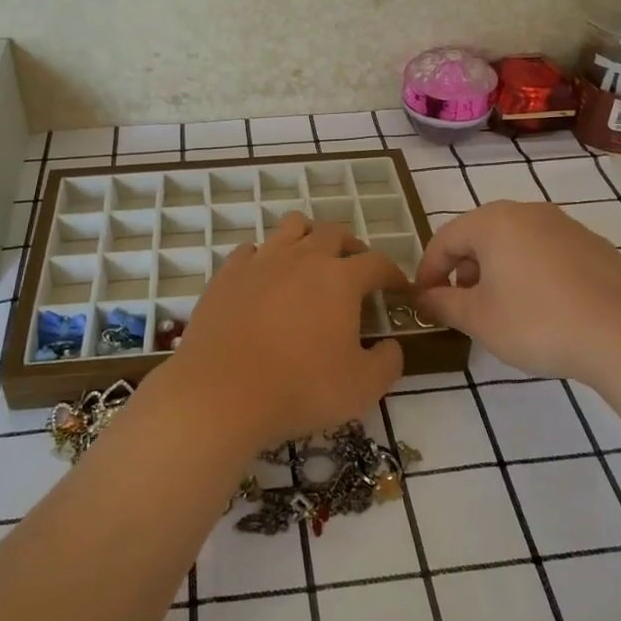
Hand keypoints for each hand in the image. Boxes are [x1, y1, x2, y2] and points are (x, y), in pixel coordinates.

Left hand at [159, 212, 409, 448]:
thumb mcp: (362, 387)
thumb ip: (388, 362)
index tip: (399, 289)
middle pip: (334, 233)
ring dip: (309, 238)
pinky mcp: (228, 273)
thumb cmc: (300, 388)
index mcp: (340, 279)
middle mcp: (302, 257)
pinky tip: (266, 279)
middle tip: (356, 270)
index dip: (393, 274)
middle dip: (352, 247)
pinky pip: (252, 250)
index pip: (378, 263)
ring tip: (311, 261)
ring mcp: (261, 260)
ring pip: (292, 227)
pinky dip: (266, 258)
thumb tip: (390, 346)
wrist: (221, 393)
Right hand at [414, 201, 620, 383]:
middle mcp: (528, 212)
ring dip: (498, 270)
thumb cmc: (536, 322)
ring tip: (501, 309)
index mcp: (493, 222)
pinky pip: (547, 253)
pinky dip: (532, 273)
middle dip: (464, 270)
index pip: (445, 239)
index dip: (428, 271)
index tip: (424, 301)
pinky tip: (542, 307)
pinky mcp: (594, 246)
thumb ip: (444, 304)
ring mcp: (566, 226)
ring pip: (516, 243)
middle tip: (461, 305)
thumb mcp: (478, 319)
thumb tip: (425, 298)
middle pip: (481, 236)